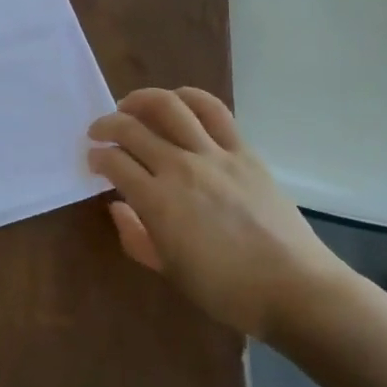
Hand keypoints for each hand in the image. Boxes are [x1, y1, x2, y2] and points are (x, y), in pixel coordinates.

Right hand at [88, 88, 349, 342]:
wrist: (294, 288)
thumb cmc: (225, 289)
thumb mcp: (168, 271)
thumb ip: (135, 236)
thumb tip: (117, 206)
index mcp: (157, 202)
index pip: (114, 162)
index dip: (97, 156)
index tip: (93, 160)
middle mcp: (180, 168)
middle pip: (132, 128)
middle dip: (107, 125)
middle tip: (99, 131)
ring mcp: (214, 155)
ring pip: (169, 107)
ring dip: (141, 100)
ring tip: (130, 106)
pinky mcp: (243, 151)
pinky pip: (214, 111)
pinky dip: (190, 97)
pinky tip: (177, 100)